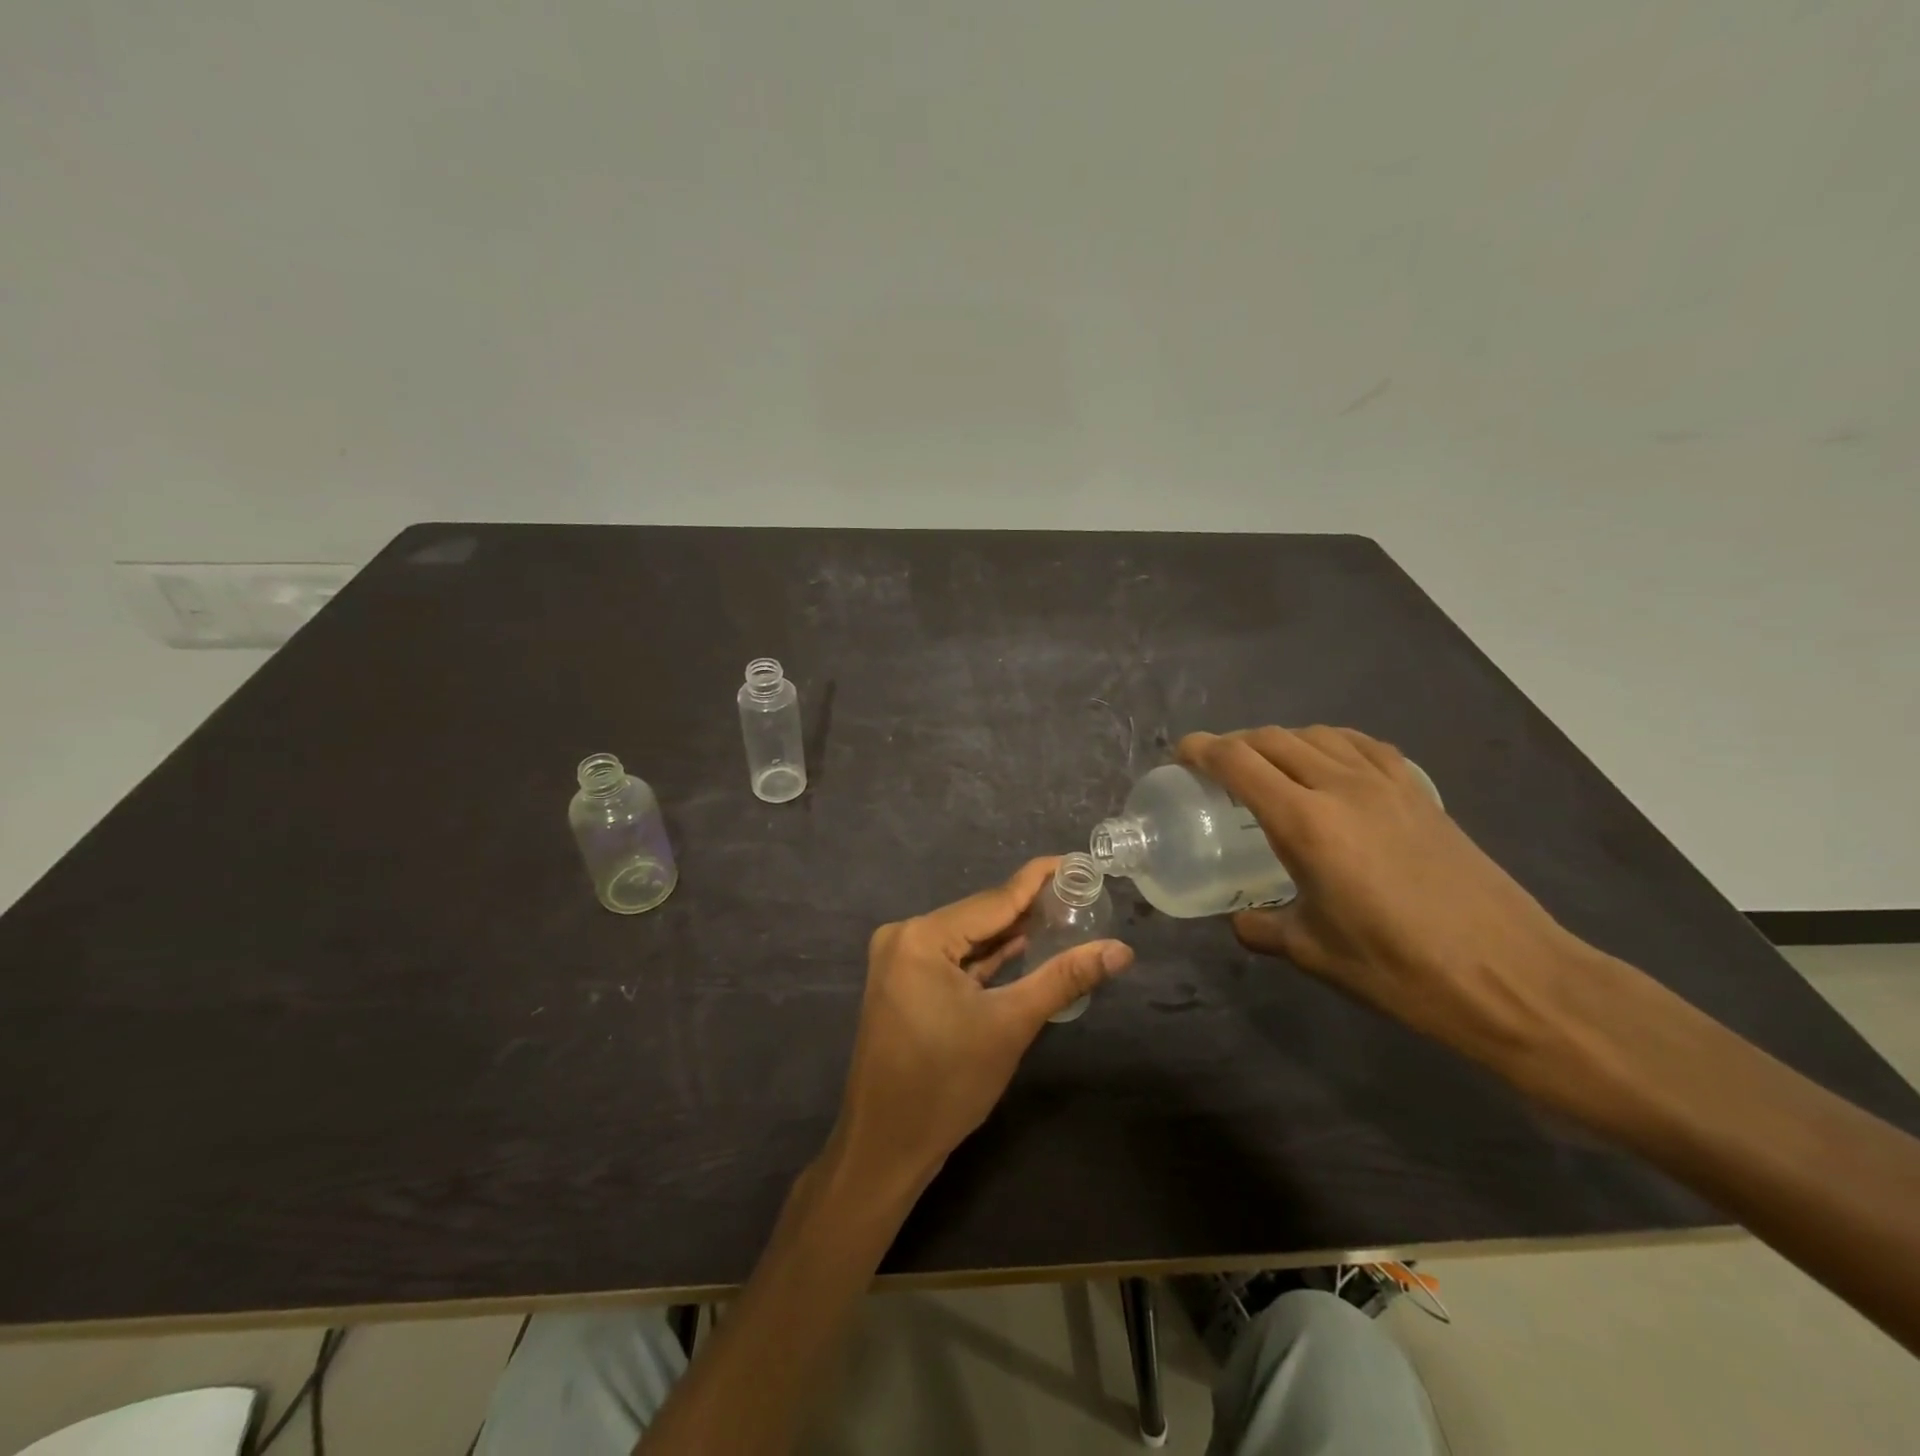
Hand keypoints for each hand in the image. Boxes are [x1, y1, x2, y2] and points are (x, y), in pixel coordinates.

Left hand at [828, 858, 1133, 1202]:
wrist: (886, 1147)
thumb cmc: (947, 1085)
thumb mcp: (1011, 1025)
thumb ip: (1064, 978)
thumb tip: (1121, 950)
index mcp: (922, 936)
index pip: (994, 899)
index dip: (1039, 879)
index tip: (1078, 862)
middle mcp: (904, 935)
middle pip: (979, 915)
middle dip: (1029, 908)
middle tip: (1081, 894)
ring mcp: (899, 959)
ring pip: (967, 937)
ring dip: (1009, 933)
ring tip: (1062, 915)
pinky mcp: (903, 981)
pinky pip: (953, 958)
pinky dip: (986, 957)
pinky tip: (1023, 946)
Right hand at [1178, 727, 1582, 1061]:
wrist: (1512, 976)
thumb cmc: (1400, 969)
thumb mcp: (1315, 953)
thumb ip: (1264, 929)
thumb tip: (1240, 922)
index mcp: (1305, 822)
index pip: (1238, 762)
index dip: (1202, 750)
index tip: (1181, 754)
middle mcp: (1341, 787)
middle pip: (1273, 739)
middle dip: (1234, 744)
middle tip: (1215, 767)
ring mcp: (1387, 784)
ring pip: (1317, 734)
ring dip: (1280, 740)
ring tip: (1267, 765)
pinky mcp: (1420, 793)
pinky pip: (1362, 746)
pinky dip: (1330, 743)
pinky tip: (1330, 765)